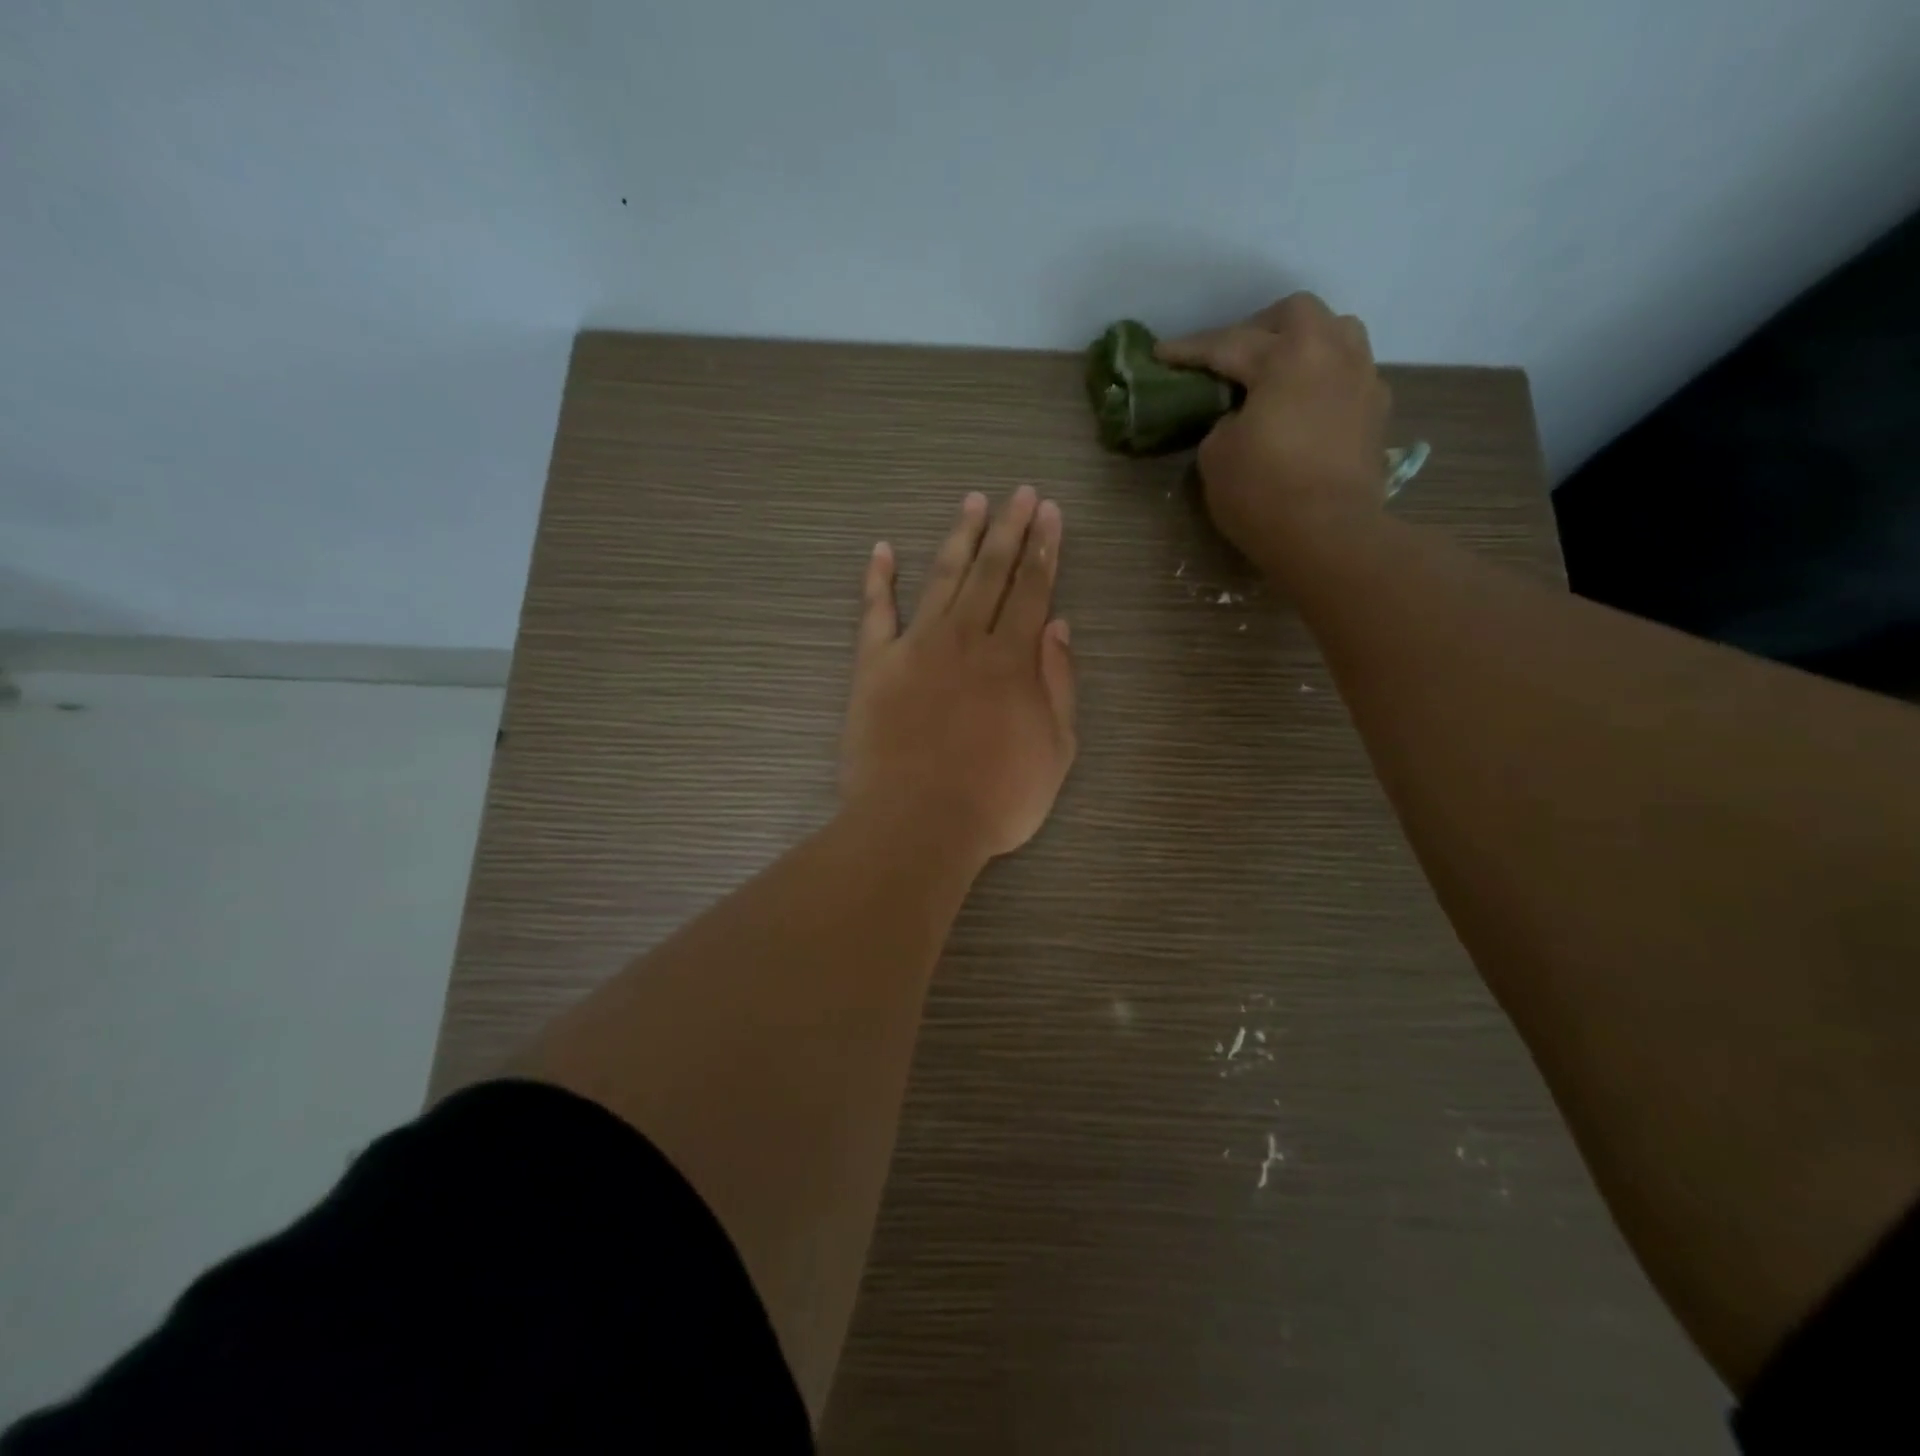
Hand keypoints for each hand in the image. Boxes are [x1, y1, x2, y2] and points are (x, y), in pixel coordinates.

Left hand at [841, 487, 1077, 870]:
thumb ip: (1058, 684)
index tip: (1049, 512)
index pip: (1033, 589)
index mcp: (1013, 658)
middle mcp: (966, 639)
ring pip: (942, 578)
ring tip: (971, 503)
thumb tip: (1059, 626)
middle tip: (1018, 493)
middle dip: (1009, 529)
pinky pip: (876, 612)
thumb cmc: (997, 798)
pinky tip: (883, 550)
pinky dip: (878, 579)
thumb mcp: (1055, 750)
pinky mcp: (875, 665)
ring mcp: (916, 647)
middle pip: (991, 572)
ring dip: (959, 538)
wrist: (918, 822)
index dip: (1044, 548)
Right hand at [1157, 293, 1390, 567]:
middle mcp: (1332, 353)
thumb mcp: (1216, 455)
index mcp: (1287, 357)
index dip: (1190, 350)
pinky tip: (1306, 405)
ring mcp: (1362, 380)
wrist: (1328, 534)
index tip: (1162, 353)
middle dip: (1258, 328)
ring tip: (1277, 373)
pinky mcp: (1377, 413)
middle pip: (1296, 314)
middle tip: (1232, 357)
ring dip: (1303, 343)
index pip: (1228, 344)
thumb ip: (1223, 422)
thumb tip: (1241, 417)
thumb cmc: (1263, 492)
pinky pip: (1350, 374)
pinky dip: (1324, 379)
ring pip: (1337, 333)